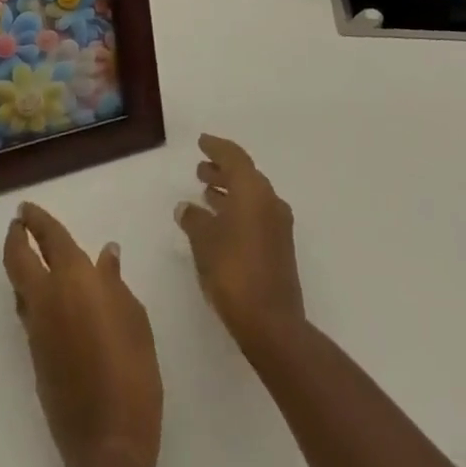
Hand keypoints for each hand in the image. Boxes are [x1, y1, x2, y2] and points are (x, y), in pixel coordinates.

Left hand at [3, 202, 161, 466]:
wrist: (108, 439)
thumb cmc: (132, 367)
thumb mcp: (133, 316)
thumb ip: (114, 282)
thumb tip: (106, 254)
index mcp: (74, 279)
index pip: (49, 238)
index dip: (36, 220)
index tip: (26, 207)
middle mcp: (47, 298)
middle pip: (18, 260)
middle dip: (15, 237)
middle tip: (18, 223)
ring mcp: (37, 330)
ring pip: (19, 288)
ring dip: (20, 267)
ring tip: (30, 256)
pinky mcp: (35, 358)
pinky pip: (28, 314)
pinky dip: (31, 296)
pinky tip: (48, 300)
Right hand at [175, 134, 306, 350]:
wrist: (272, 324)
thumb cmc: (233, 272)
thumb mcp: (204, 242)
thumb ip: (194, 219)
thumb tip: (185, 207)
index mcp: (253, 190)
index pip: (234, 157)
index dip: (216, 147)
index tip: (201, 142)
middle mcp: (270, 200)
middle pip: (245, 175)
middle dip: (222, 170)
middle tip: (200, 169)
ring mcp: (278, 225)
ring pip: (251, 196)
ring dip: (229, 192)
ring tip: (205, 193)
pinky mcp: (280, 247)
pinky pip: (256, 215)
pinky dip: (237, 211)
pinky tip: (219, 224)